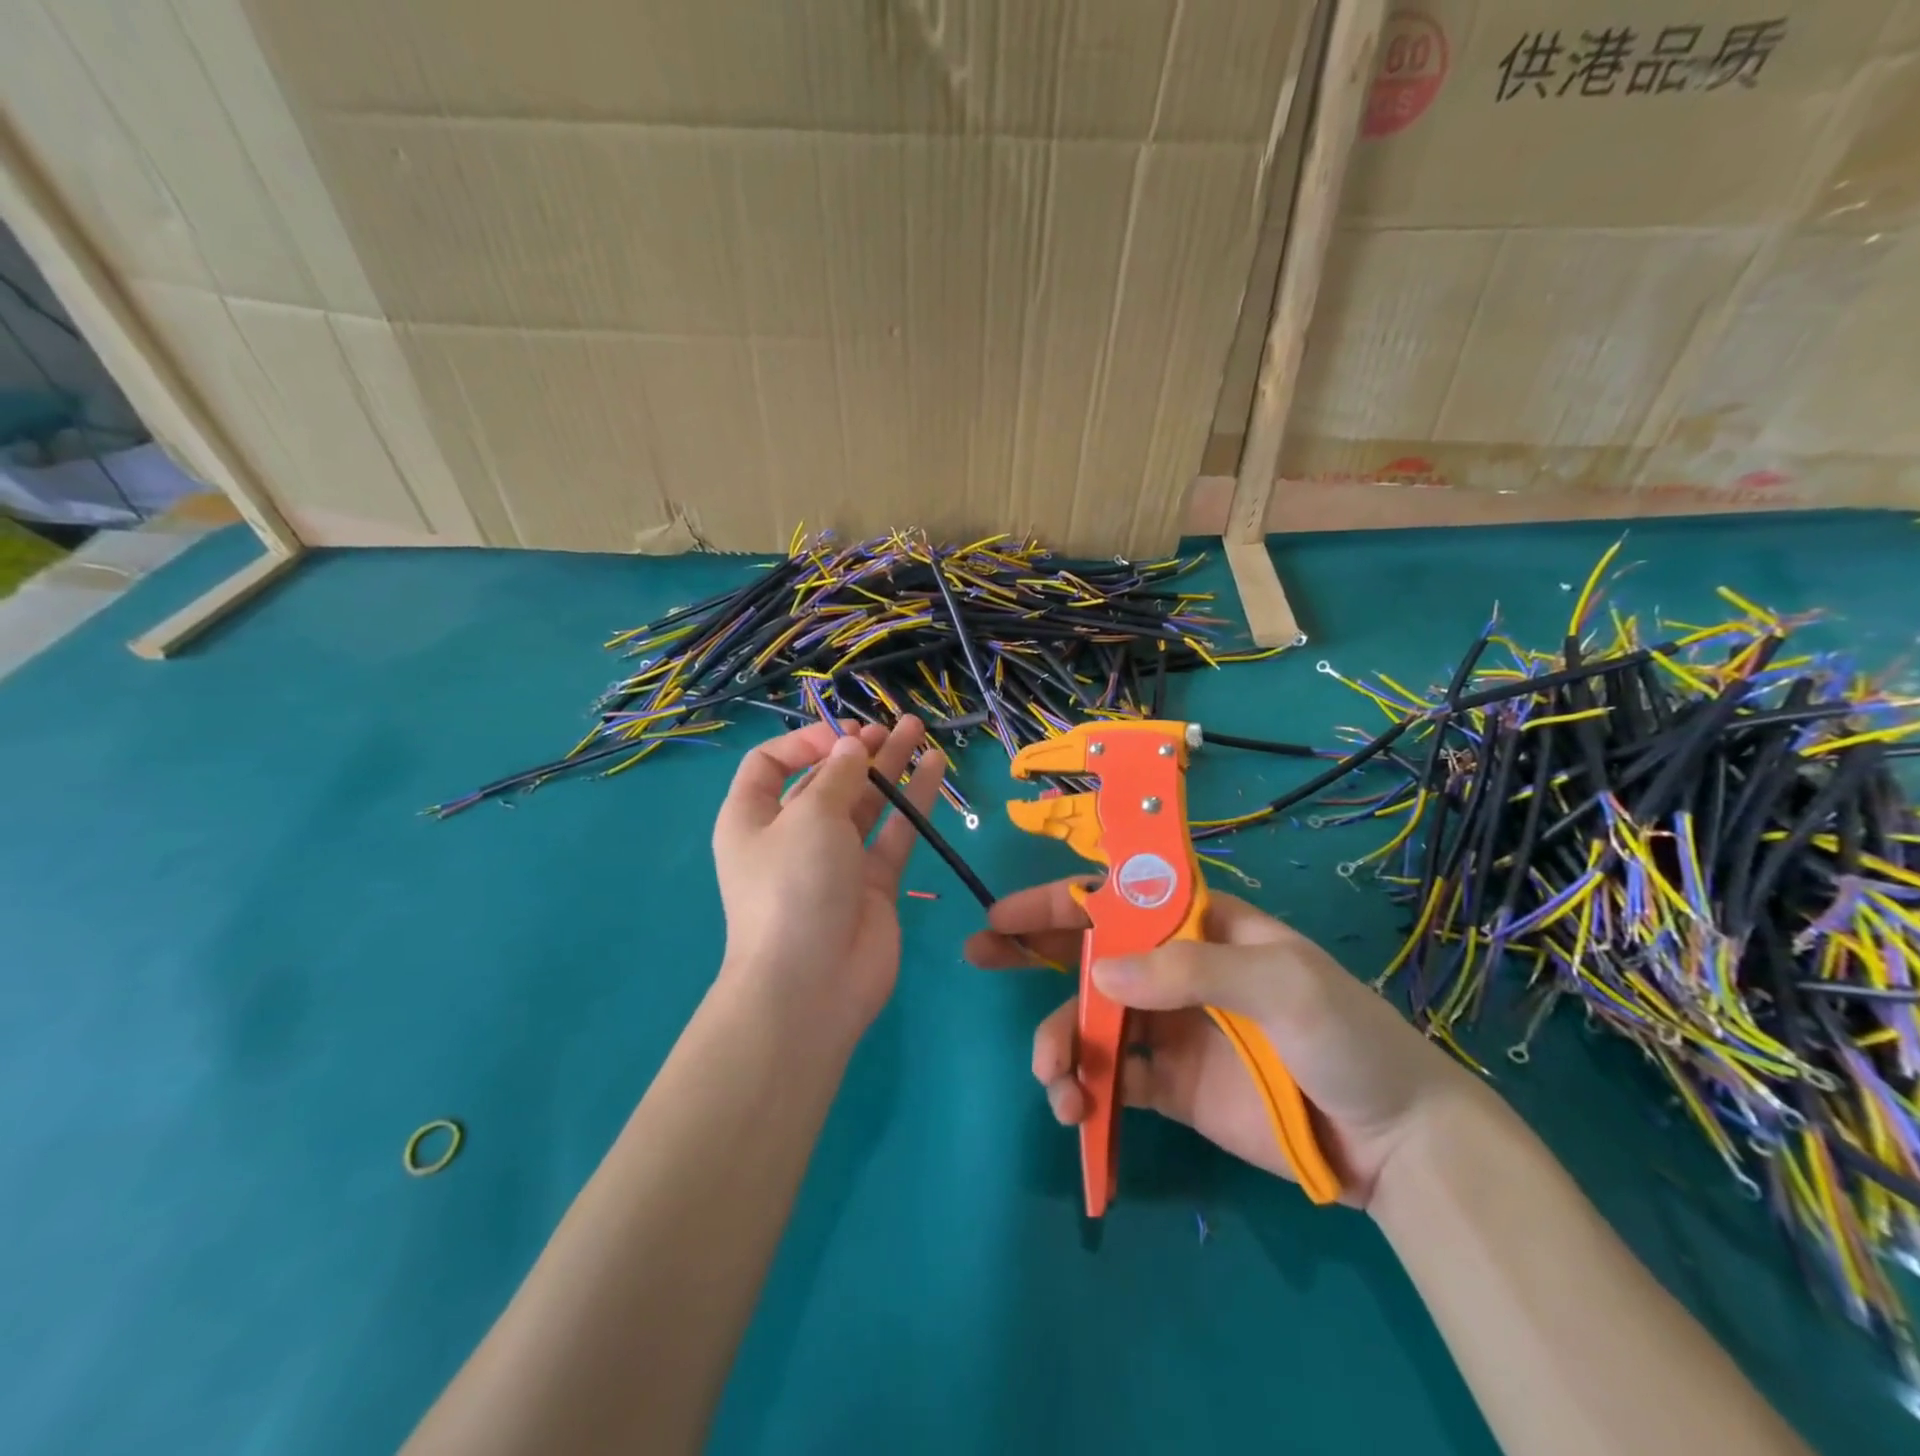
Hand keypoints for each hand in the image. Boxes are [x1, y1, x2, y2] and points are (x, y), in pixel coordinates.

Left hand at [712, 717, 944, 1039]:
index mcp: (753, 818)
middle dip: (856, 750)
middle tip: (892, 727)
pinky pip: (894, 833)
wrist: (812, 984)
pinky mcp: (873, 883)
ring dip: (889, 767)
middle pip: (825, 780)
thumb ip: (837, 775)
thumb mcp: (809, 816)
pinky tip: (935, 767)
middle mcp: (792, 836)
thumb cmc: (794, 886)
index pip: (771, 764)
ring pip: (865, 803)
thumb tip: (853, 746)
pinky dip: (913, 801)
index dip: (805, 741)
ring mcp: (835, 861)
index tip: (843, 735)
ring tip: (918, 730)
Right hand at [964, 883, 1484, 1206]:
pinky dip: (1083, 1088)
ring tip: (1052, 1078)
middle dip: (1032, 950)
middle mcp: (1173, 969)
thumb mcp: (1282, 984)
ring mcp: (1168, 1027)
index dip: (1060, 900)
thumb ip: (1192, 970)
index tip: (1005, 911)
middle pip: (1090, 950)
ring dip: (1057, 1040)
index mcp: (1198, 926)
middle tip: (979, 953)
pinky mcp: (1168, 1083)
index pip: (1118, 898)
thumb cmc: (1345, 1039)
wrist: (1393, 1142)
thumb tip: (1100, 974)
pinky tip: (1075, 1109)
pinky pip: (1110, 1076)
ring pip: (1089, 1019)